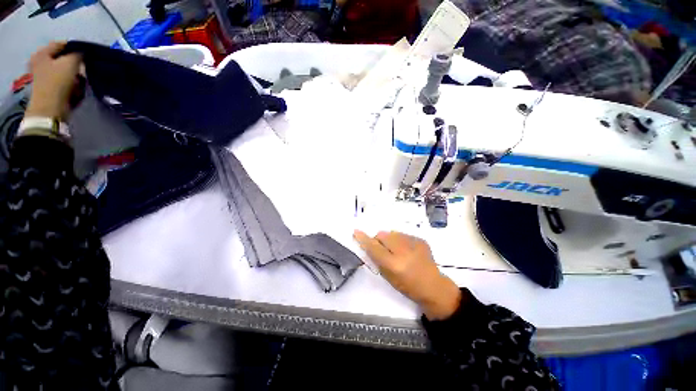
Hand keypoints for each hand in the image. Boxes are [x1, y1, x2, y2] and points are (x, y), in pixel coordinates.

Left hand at [25, 42, 82, 120]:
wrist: (51, 109)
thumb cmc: (58, 82)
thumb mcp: (71, 63)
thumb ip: (79, 54)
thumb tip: (84, 53)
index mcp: (42, 53)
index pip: (62, 44)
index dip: (76, 47)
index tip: (88, 53)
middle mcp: (40, 63)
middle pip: (62, 59)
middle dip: (75, 64)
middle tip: (84, 68)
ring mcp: (43, 77)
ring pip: (64, 71)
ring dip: (74, 75)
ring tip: (81, 81)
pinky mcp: (49, 88)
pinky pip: (64, 82)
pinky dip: (71, 84)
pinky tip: (76, 89)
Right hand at [353, 230, 461, 319]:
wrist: (433, 286)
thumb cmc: (407, 286)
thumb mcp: (388, 277)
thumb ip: (377, 259)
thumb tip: (368, 244)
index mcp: (394, 264)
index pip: (374, 248)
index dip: (364, 239)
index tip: (356, 232)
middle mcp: (403, 251)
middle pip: (382, 235)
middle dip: (379, 240)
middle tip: (383, 249)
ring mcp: (414, 243)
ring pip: (392, 233)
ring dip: (390, 239)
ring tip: (396, 250)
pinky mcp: (420, 240)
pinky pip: (403, 235)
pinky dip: (400, 240)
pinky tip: (407, 250)